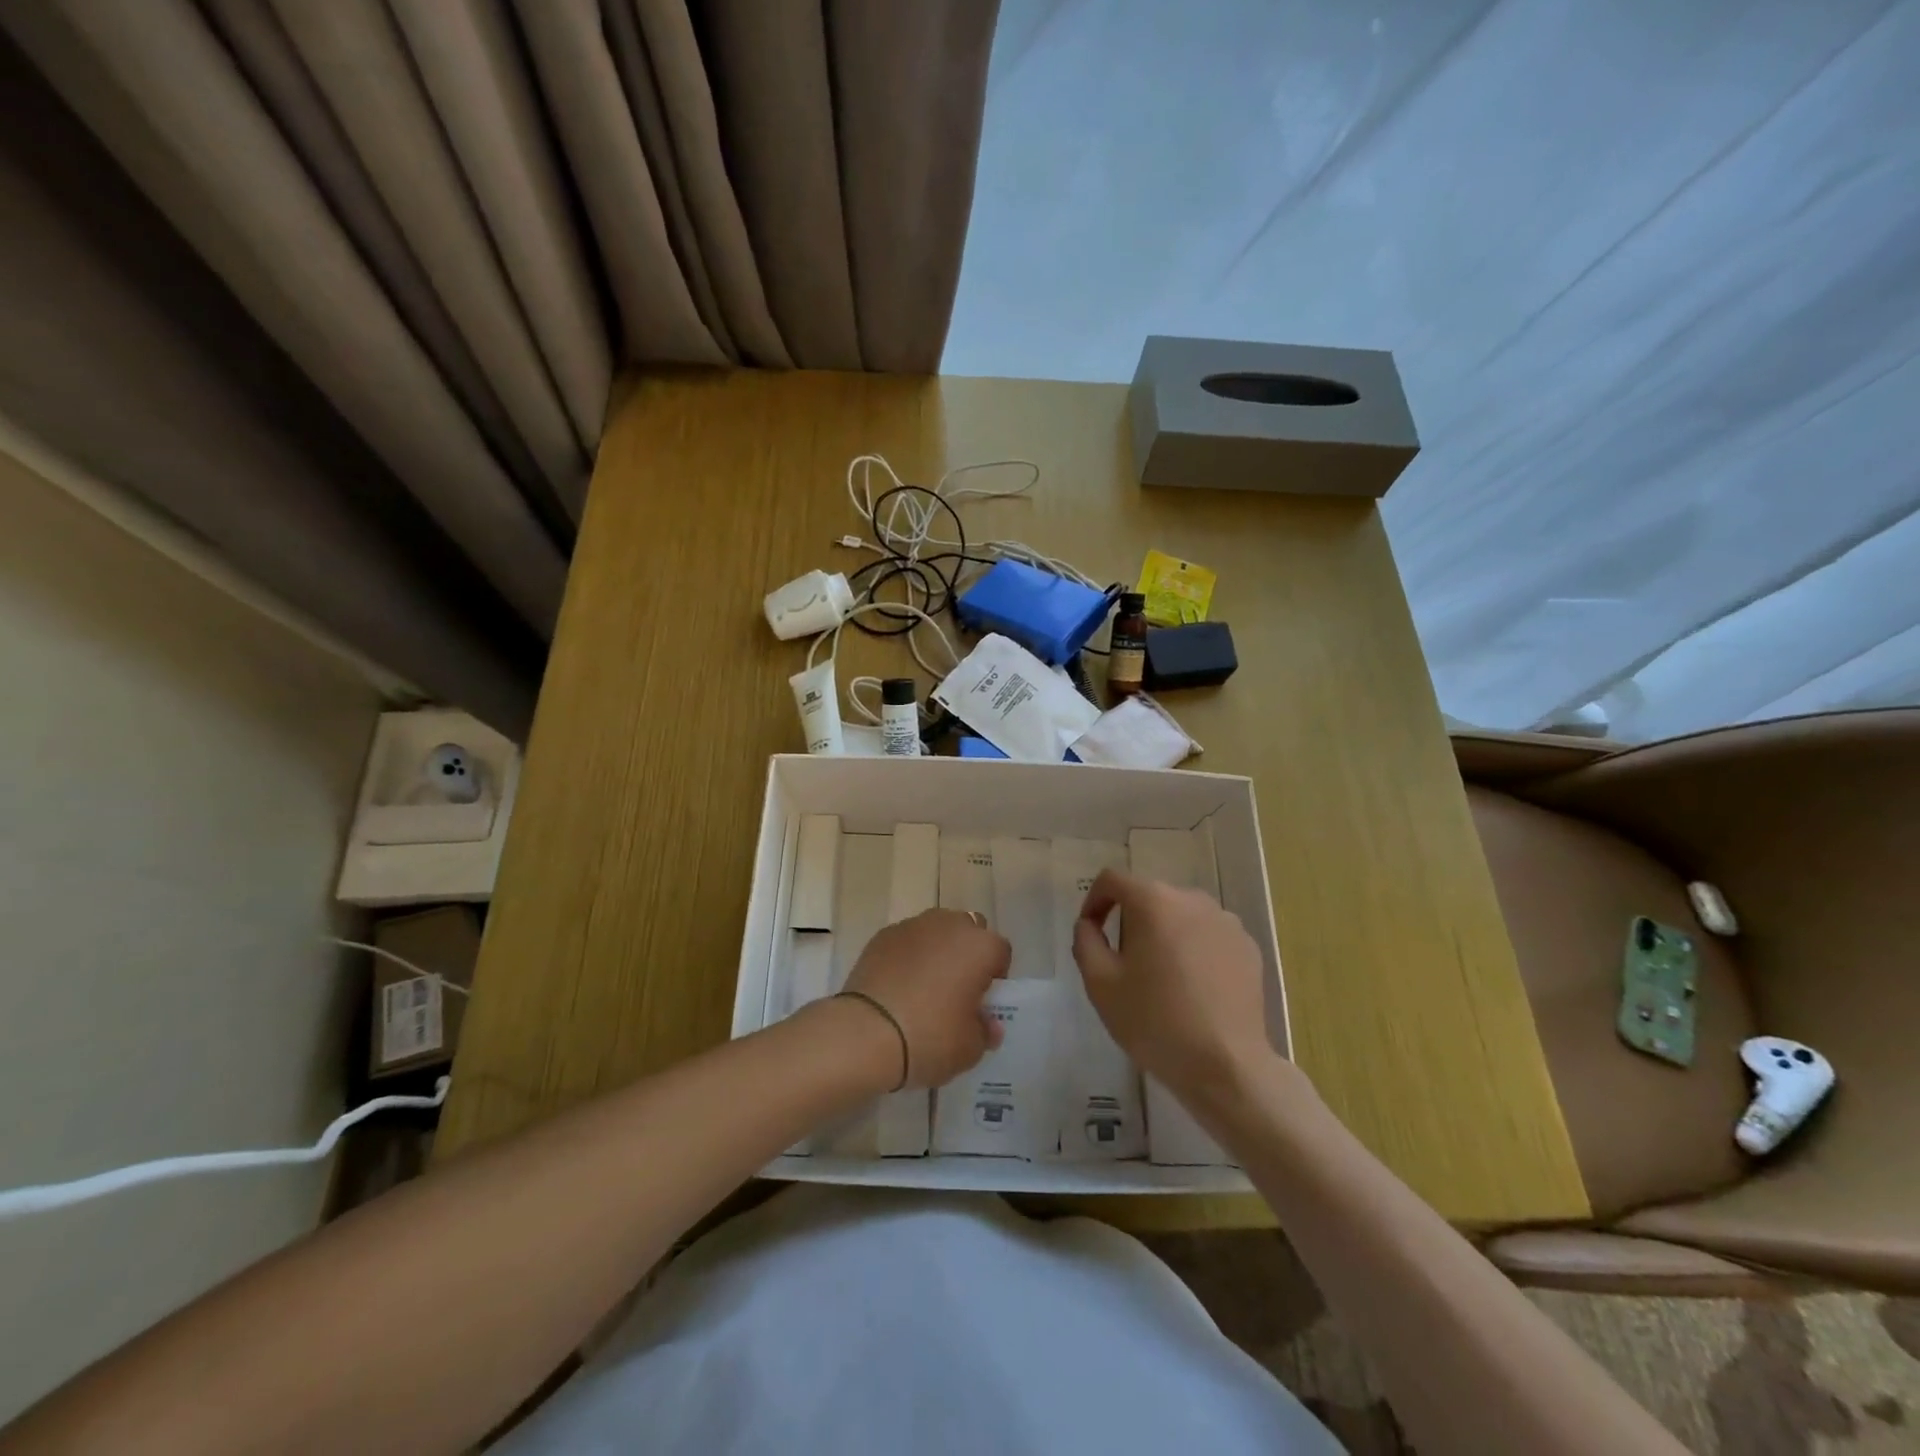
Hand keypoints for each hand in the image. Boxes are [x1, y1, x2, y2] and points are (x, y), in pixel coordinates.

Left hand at [842, 909, 1009, 1088]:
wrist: (865, 1032)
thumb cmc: (929, 1037)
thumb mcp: (969, 1049)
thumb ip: (985, 1031)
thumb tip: (988, 1024)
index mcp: (980, 947)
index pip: (1000, 952)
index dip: (995, 976)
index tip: (982, 1001)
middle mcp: (949, 925)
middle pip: (968, 931)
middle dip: (967, 953)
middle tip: (956, 989)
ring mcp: (913, 926)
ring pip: (936, 931)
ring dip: (937, 950)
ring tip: (923, 987)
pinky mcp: (882, 935)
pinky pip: (906, 941)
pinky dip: (907, 956)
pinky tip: (897, 986)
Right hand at [1072, 868, 1278, 1102]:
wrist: (1226, 1066)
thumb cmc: (1154, 1021)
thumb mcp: (1100, 983)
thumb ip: (1086, 941)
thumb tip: (1089, 924)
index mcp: (1154, 901)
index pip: (1113, 880)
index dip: (1094, 901)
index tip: (1091, 932)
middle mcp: (1192, 899)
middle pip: (1149, 898)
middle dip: (1130, 923)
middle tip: (1124, 965)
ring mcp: (1226, 922)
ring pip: (1181, 917)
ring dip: (1164, 936)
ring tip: (1161, 979)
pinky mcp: (1248, 947)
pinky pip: (1209, 936)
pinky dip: (1194, 951)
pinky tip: (1193, 989)